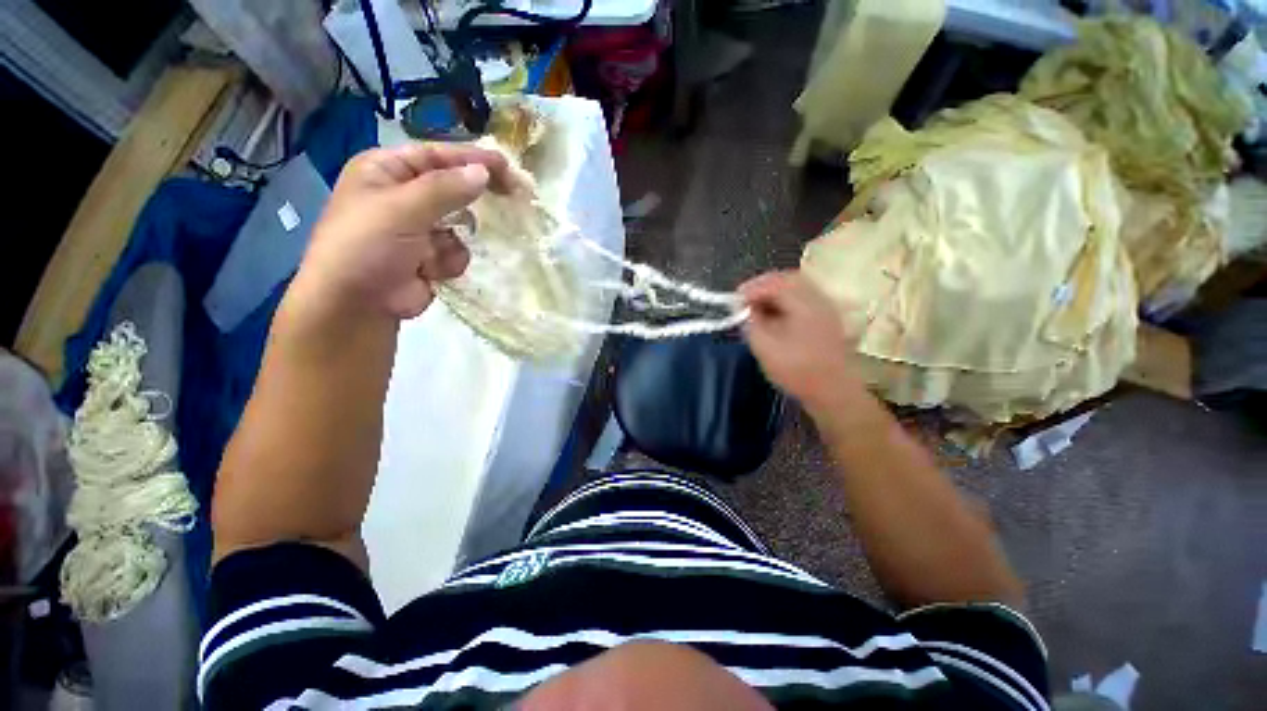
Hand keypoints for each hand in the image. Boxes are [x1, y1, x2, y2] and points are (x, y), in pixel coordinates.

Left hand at [297, 143, 524, 320]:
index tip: (507, 167)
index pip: (437, 156)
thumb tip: (484, 172)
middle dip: (472, 199)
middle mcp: (404, 195)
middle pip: (452, 188)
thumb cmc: (368, 246)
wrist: (356, 305)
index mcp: (386, 171)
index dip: (472, 159)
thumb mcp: (403, 209)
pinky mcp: (431, 257)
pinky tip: (429, 272)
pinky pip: (457, 252)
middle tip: (509, 196)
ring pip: (460, 225)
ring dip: (452, 241)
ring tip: (430, 254)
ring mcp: (419, 229)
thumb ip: (446, 188)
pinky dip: (448, 262)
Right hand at [739, 270, 864, 412]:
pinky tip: (774, 319)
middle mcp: (818, 298)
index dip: (750, 288)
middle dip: (762, 287)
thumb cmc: (797, 369)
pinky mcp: (827, 321)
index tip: (733, 302)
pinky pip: (802, 301)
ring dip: (773, 295)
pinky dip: (784, 304)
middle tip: (744, 301)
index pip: (773, 282)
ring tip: (756, 310)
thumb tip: (743, 309)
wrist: (834, 393)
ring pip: (796, 289)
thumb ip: (750, 322)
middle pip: (787, 279)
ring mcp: (826, 309)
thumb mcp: (764, 346)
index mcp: (804, 302)